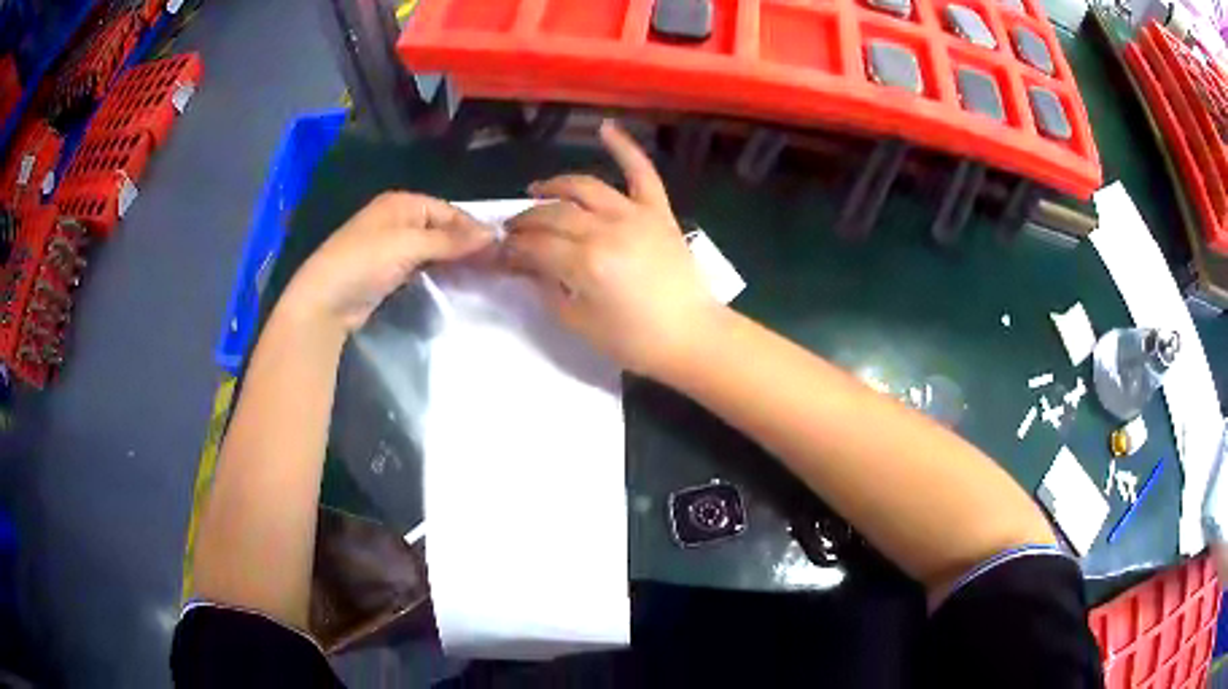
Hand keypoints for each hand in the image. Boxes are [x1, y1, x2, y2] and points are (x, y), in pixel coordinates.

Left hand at [285, 192, 491, 332]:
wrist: (324, 300)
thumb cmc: (364, 261)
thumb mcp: (409, 245)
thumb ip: (451, 240)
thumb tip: (493, 235)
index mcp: (402, 203)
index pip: (448, 211)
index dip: (472, 228)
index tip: (499, 249)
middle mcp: (398, 219)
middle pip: (442, 228)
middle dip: (465, 244)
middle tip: (494, 265)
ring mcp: (392, 246)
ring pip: (433, 248)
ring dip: (453, 260)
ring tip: (481, 275)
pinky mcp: (389, 271)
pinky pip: (421, 265)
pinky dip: (438, 271)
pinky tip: (454, 282)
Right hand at [505, 121, 720, 377]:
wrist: (691, 336)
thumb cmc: (634, 341)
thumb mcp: (579, 324)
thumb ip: (547, 289)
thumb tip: (526, 266)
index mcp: (585, 263)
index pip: (534, 245)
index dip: (511, 248)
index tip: (499, 253)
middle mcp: (606, 229)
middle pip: (553, 214)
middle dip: (525, 220)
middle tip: (512, 230)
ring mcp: (635, 215)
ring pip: (585, 188)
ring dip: (555, 186)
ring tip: (536, 191)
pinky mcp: (659, 211)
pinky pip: (642, 172)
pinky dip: (625, 148)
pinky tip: (605, 128)